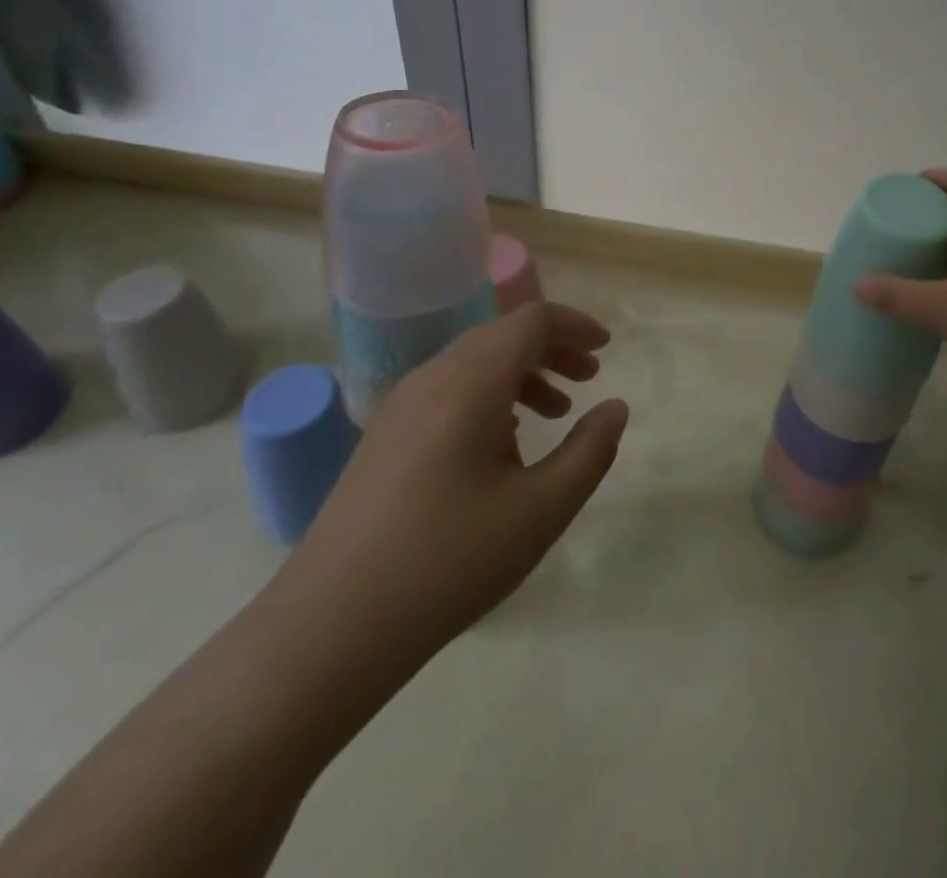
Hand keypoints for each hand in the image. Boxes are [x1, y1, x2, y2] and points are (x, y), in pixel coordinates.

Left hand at [269, 302, 628, 696]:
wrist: (330, 626)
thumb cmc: (449, 562)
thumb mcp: (541, 511)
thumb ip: (589, 452)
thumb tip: (615, 408)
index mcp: (470, 383)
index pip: (531, 320)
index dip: (575, 325)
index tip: (607, 348)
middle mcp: (432, 377)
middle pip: (502, 335)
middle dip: (552, 348)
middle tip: (588, 378)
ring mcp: (400, 405)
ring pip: (474, 362)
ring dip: (522, 372)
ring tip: (555, 412)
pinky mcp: (384, 435)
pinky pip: (448, 389)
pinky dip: (489, 395)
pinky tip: (503, 444)